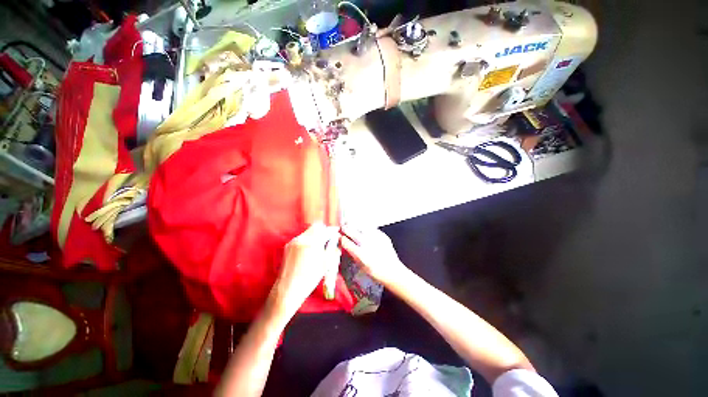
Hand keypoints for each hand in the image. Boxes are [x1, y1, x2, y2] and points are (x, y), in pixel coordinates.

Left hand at [269, 223, 340, 319]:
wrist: (288, 289)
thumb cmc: (310, 278)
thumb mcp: (326, 263)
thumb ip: (332, 248)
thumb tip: (336, 239)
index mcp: (313, 242)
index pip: (326, 229)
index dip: (333, 231)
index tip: (336, 234)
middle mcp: (302, 238)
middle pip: (316, 227)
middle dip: (324, 231)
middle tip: (328, 240)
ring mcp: (294, 241)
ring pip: (308, 231)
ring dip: (316, 235)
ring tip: (319, 247)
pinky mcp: (288, 245)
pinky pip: (302, 237)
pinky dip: (308, 240)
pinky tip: (310, 251)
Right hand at [340, 225, 406, 285]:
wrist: (392, 270)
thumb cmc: (375, 271)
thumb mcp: (360, 265)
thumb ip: (351, 253)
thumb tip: (343, 243)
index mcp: (360, 254)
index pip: (345, 241)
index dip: (340, 237)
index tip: (338, 236)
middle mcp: (367, 243)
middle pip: (351, 230)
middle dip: (345, 228)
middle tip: (343, 228)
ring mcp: (375, 237)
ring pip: (360, 225)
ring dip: (354, 225)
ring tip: (351, 225)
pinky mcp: (381, 234)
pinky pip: (370, 228)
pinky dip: (365, 228)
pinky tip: (364, 231)